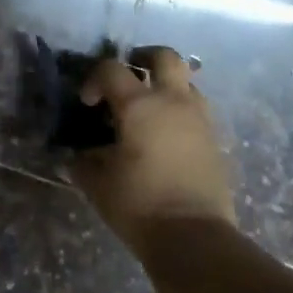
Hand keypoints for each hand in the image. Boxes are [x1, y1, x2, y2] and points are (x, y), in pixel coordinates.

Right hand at [70, 47, 236, 245]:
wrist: (194, 236)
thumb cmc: (139, 204)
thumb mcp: (98, 183)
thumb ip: (84, 162)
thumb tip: (78, 155)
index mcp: (139, 105)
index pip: (111, 70)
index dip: (94, 79)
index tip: (87, 102)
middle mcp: (173, 101)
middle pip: (164, 57)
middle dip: (144, 58)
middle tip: (130, 74)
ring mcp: (199, 119)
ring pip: (187, 82)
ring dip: (166, 85)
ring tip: (150, 108)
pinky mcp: (214, 140)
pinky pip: (197, 110)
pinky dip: (180, 111)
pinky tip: (166, 135)